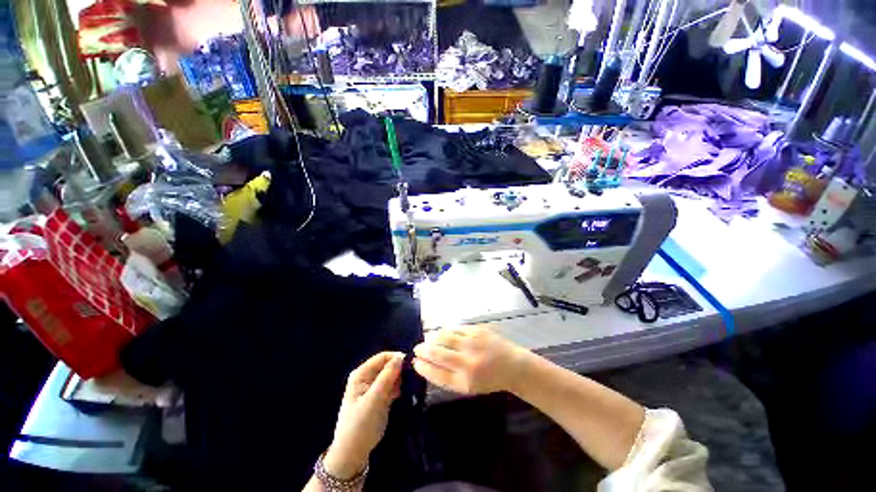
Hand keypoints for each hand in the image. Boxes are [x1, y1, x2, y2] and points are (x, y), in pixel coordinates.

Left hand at [324, 352, 404, 479]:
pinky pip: (391, 387)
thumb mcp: (374, 399)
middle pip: (387, 365)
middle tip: (415, 376)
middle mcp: (367, 377)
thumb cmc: (360, 425)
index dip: (397, 358)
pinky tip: (408, 392)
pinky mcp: (379, 398)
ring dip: (401, 379)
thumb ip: (387, 376)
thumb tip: (401, 357)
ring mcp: (373, 388)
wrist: (352, 455)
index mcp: (362, 374)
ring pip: (391, 376)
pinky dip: (399, 388)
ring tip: (413, 384)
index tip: (412, 364)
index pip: (382, 357)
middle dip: (400, 369)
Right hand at [412, 325, 527, 394]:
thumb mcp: (468, 386)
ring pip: (444, 337)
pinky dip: (446, 331)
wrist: (512, 365)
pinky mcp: (477, 330)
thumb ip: (447, 377)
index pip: (436, 373)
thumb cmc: (489, 379)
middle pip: (437, 353)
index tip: (415, 362)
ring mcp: (473, 343)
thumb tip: (426, 364)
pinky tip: (443, 333)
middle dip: (423, 350)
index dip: (423, 367)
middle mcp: (467, 362)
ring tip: (428, 339)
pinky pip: (455, 328)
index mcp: (465, 381)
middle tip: (417, 348)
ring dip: (432, 338)